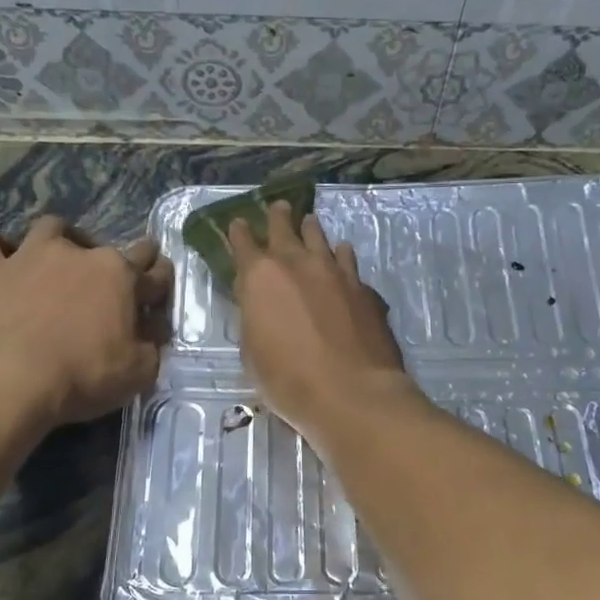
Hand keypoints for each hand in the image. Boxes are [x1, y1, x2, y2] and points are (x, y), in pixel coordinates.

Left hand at [0, 216, 173, 431]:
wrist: (9, 381)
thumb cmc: (84, 376)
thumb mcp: (140, 371)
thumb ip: (152, 344)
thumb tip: (152, 328)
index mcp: (122, 277)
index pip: (155, 272)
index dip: (161, 282)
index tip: (159, 293)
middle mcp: (80, 254)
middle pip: (112, 245)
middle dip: (124, 258)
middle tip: (118, 280)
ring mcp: (31, 255)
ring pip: (52, 228)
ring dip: (60, 240)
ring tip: (59, 261)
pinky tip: (0, 262)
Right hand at [228, 202, 413, 444]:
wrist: (351, 392)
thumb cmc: (288, 381)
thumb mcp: (253, 353)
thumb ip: (255, 319)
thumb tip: (261, 307)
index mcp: (259, 278)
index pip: (243, 245)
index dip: (238, 234)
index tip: (237, 223)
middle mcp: (297, 264)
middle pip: (284, 229)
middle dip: (277, 217)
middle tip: (278, 206)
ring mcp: (334, 272)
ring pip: (319, 239)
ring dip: (311, 230)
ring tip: (309, 221)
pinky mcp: (363, 287)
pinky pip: (347, 261)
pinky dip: (340, 255)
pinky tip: (342, 254)